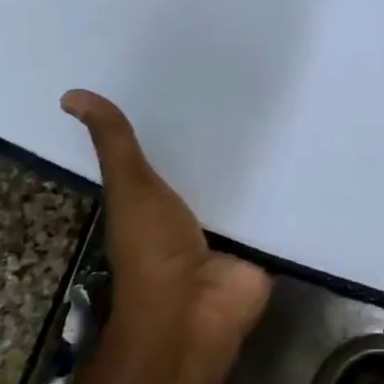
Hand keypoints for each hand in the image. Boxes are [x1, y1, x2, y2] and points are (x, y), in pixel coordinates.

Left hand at [61, 91, 271, 379]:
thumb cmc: (153, 250)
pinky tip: (313, 150)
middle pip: (217, 162)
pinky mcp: (266, 238)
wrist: (193, 310)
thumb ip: (114, 144)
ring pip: (252, 182)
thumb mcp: (130, 188)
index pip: (175, 145)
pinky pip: (282, 207)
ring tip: (293, 108)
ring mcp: (234, 225)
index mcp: (160, 194)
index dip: (184, 114)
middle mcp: (198, 206)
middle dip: (233, 131)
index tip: (204, 72)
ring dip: (267, 158)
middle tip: (258, 83)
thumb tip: (70, 95)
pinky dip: (294, 188)